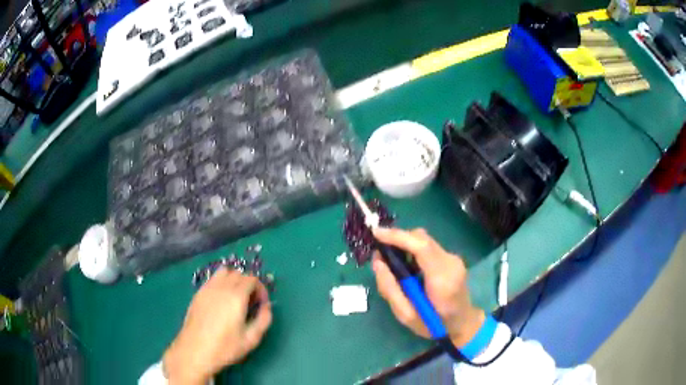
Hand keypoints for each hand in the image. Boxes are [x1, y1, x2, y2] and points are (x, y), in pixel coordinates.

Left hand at [163, 268, 271, 383]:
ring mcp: (207, 288)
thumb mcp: (251, 339)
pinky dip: (221, 283)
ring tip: (236, 298)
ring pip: (224, 272)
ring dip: (234, 280)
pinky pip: (213, 279)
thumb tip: (266, 307)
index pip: (252, 279)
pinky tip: (221, 301)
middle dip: (249, 284)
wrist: (195, 350)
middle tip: (251, 303)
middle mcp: (221, 287)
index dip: (261, 289)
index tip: (262, 304)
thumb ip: (264, 320)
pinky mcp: (198, 293)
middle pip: (239, 274)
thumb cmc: (225, 347)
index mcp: (236, 297)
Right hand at [372, 228, 484, 346]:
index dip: (398, 236)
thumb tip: (377, 263)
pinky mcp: (452, 259)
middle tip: (380, 252)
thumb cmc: (434, 325)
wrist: (462, 323)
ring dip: (406, 244)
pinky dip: (414, 249)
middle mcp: (450, 263)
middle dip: (398, 238)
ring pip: (425, 240)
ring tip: (392, 259)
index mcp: (441, 279)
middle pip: (422, 238)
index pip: (421, 247)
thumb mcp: (406, 315)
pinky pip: (429, 246)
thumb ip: (390, 289)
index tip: (376, 234)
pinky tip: (407, 264)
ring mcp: (454, 259)